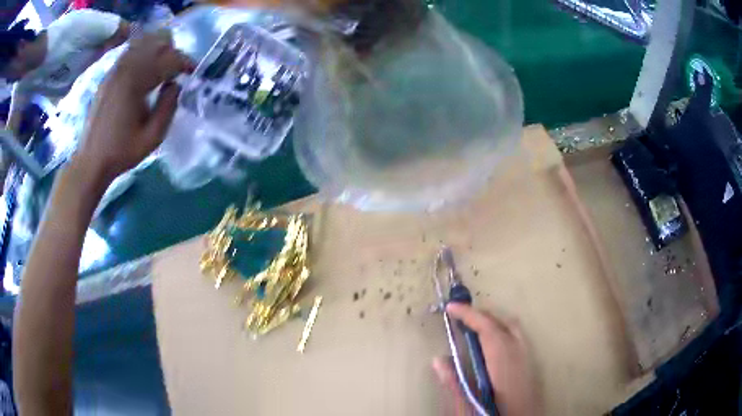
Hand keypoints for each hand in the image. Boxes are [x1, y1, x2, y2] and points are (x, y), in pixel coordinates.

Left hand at [74, 31, 193, 185]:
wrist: (91, 161)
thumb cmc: (122, 152)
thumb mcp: (153, 137)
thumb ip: (169, 107)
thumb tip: (175, 85)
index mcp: (137, 83)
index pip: (169, 60)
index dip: (185, 62)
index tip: (194, 71)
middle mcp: (125, 69)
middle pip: (157, 44)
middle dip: (173, 52)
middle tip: (179, 69)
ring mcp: (115, 70)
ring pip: (143, 43)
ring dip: (157, 50)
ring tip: (163, 66)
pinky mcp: (108, 76)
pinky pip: (129, 52)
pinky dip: (142, 53)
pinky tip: (145, 68)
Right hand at [433, 304, 541, 415]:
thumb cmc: (495, 414)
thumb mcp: (469, 405)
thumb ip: (454, 384)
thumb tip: (438, 360)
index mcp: (504, 364)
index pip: (488, 330)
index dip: (469, 315)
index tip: (451, 307)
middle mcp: (520, 357)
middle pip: (504, 324)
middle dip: (481, 316)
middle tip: (459, 317)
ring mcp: (529, 361)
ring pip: (514, 329)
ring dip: (493, 323)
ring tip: (473, 328)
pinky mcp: (531, 368)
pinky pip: (518, 339)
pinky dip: (503, 332)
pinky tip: (491, 347)